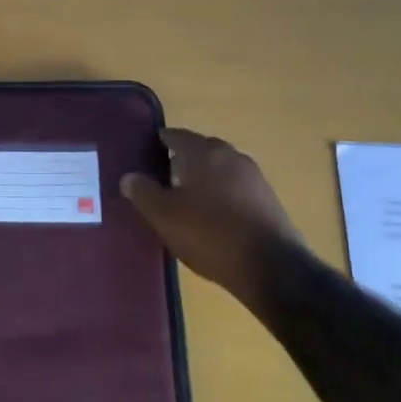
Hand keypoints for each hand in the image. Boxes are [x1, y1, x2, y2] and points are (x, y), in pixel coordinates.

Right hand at [120, 128, 303, 307]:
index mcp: (203, 153)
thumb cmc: (209, 234)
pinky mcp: (267, 199)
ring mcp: (253, 177)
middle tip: (159, 179)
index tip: (143, 154)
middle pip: (200, 150)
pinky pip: (234, 188)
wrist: (271, 266)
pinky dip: (219, 194)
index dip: (158, 142)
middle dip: (180, 160)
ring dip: (201, 178)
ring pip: (219, 169)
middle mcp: (231, 156)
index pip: (175, 135)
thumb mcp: (164, 216)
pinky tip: (210, 216)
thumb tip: (129, 177)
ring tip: (183, 200)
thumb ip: (143, 193)